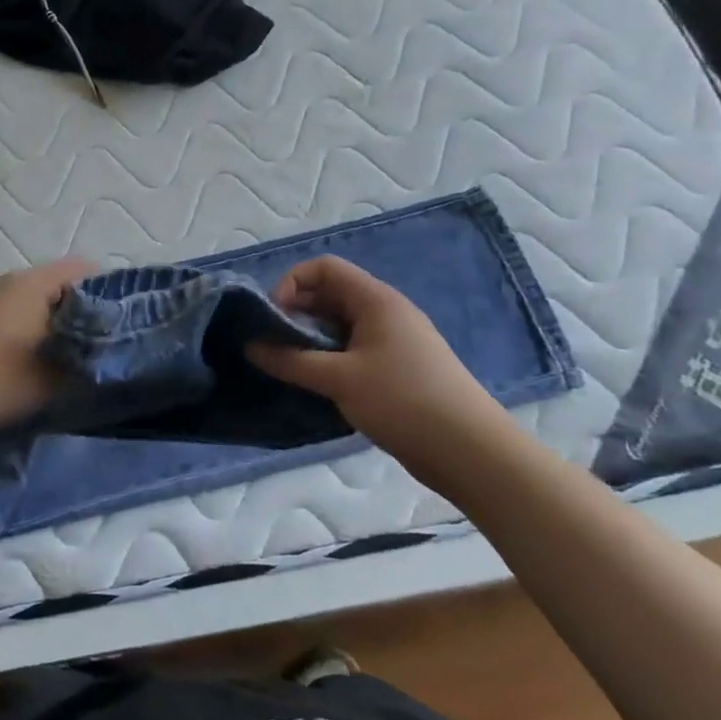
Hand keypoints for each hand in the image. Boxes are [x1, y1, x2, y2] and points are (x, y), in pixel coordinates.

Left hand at [0, 257, 97, 431]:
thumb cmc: (8, 380)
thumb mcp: (61, 371)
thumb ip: (91, 352)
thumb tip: (111, 342)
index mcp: (33, 282)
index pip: (83, 269)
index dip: (107, 290)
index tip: (120, 318)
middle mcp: (11, 278)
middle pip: (60, 279)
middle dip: (82, 303)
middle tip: (101, 334)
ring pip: (38, 293)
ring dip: (57, 313)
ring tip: (73, 344)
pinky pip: (19, 304)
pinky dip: (34, 319)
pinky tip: (40, 348)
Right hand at [247, 256, 511, 484]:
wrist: (470, 451)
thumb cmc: (403, 401)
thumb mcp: (339, 379)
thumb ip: (291, 360)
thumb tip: (250, 346)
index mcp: (375, 300)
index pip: (324, 268)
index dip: (291, 284)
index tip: (272, 318)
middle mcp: (385, 312)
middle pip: (330, 296)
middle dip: (296, 315)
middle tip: (274, 347)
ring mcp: (394, 341)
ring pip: (340, 326)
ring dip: (311, 341)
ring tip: (290, 368)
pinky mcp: (398, 369)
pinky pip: (353, 350)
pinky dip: (329, 360)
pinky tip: (317, 386)